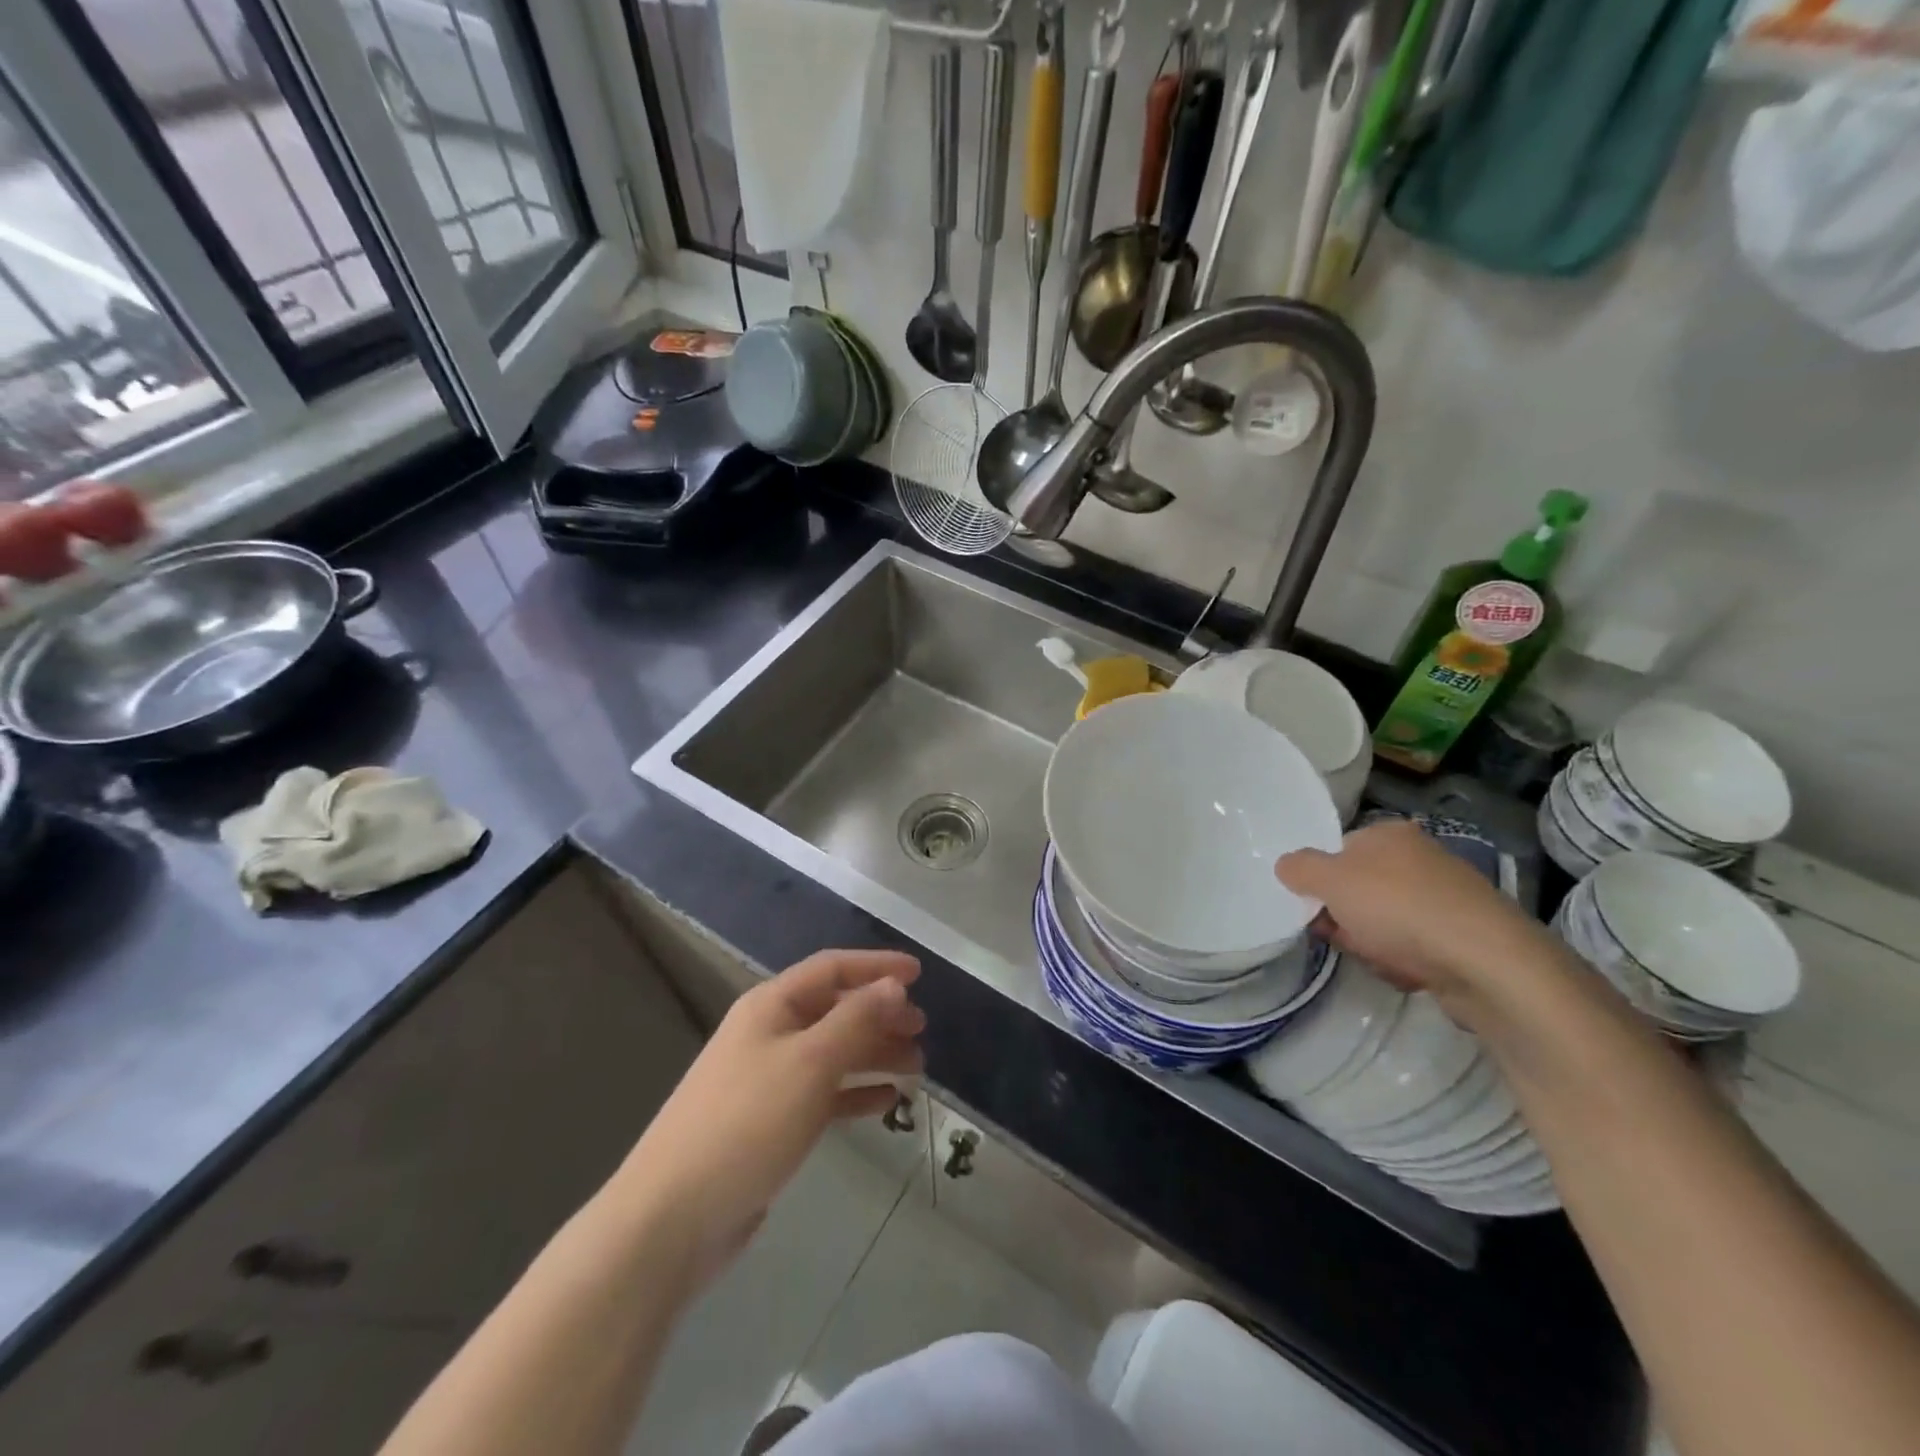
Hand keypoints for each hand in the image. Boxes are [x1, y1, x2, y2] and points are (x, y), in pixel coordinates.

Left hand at [616, 950, 923, 1287]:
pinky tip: (887, 1102)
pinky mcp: (772, 1123)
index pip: (832, 969)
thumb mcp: (810, 1062)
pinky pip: (824, 1094)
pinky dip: (856, 1092)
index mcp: (772, 1005)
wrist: (672, 1218)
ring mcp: (769, 1080)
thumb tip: (894, 985)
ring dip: (874, 1053)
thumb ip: (856, 1020)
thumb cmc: (747, 1123)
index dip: (876, 966)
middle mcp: (770, 1033)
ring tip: (917, 1067)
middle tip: (922, 1029)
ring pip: (833, 1052)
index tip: (920, 973)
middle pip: (835, 1009)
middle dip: (880, 1014)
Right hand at [1277, 821, 1564, 1020]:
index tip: (1314, 908)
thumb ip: (1298, 868)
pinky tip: (1410, 972)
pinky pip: (1417, 945)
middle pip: (1359, 889)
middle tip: (1344, 936)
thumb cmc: (1398, 909)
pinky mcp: (1467, 935)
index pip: (1337, 851)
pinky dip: (1406, 960)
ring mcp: (1448, 896)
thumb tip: (1288, 865)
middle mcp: (1421, 856)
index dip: (1320, 882)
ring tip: (1382, 958)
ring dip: (1373, 943)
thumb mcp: (1329, 881)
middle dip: (1346, 918)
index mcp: (1390, 833)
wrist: (1487, 963)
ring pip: (1384, 921)